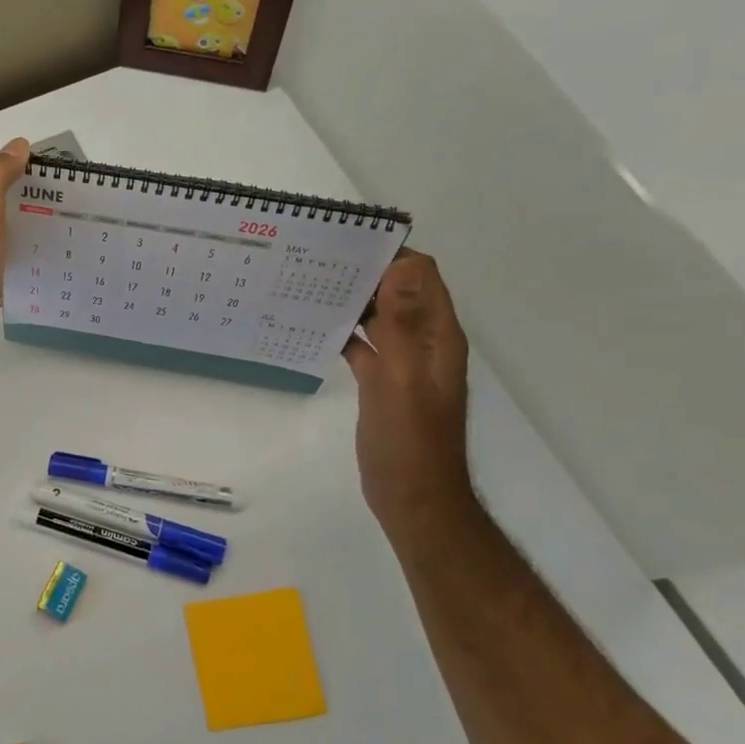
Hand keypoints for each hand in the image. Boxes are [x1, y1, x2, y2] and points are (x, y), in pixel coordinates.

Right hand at [341, 253, 476, 533]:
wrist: (412, 498)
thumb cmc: (409, 442)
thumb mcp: (403, 379)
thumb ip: (401, 324)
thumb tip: (402, 265)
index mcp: (436, 336)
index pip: (420, 275)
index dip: (389, 255)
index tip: (343, 245)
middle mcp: (424, 343)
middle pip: (399, 291)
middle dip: (365, 272)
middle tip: (314, 261)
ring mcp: (403, 363)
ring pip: (380, 316)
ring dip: (353, 300)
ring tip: (308, 285)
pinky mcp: (384, 382)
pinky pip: (365, 345)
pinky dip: (344, 332)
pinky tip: (314, 328)